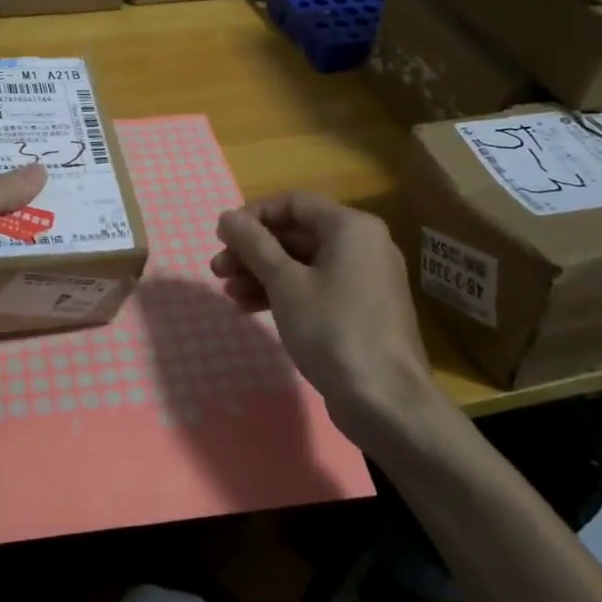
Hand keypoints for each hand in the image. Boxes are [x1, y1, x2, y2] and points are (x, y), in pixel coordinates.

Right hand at [211, 192, 443, 443]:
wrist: (384, 399)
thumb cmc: (332, 329)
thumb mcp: (285, 283)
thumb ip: (253, 244)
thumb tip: (227, 217)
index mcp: (351, 227)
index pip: (292, 203)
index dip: (252, 216)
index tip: (222, 237)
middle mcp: (363, 244)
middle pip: (296, 233)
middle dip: (253, 250)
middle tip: (217, 269)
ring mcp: (364, 278)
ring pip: (302, 263)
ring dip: (262, 273)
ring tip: (228, 292)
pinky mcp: (360, 309)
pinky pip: (315, 286)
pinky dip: (283, 292)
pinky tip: (250, 307)